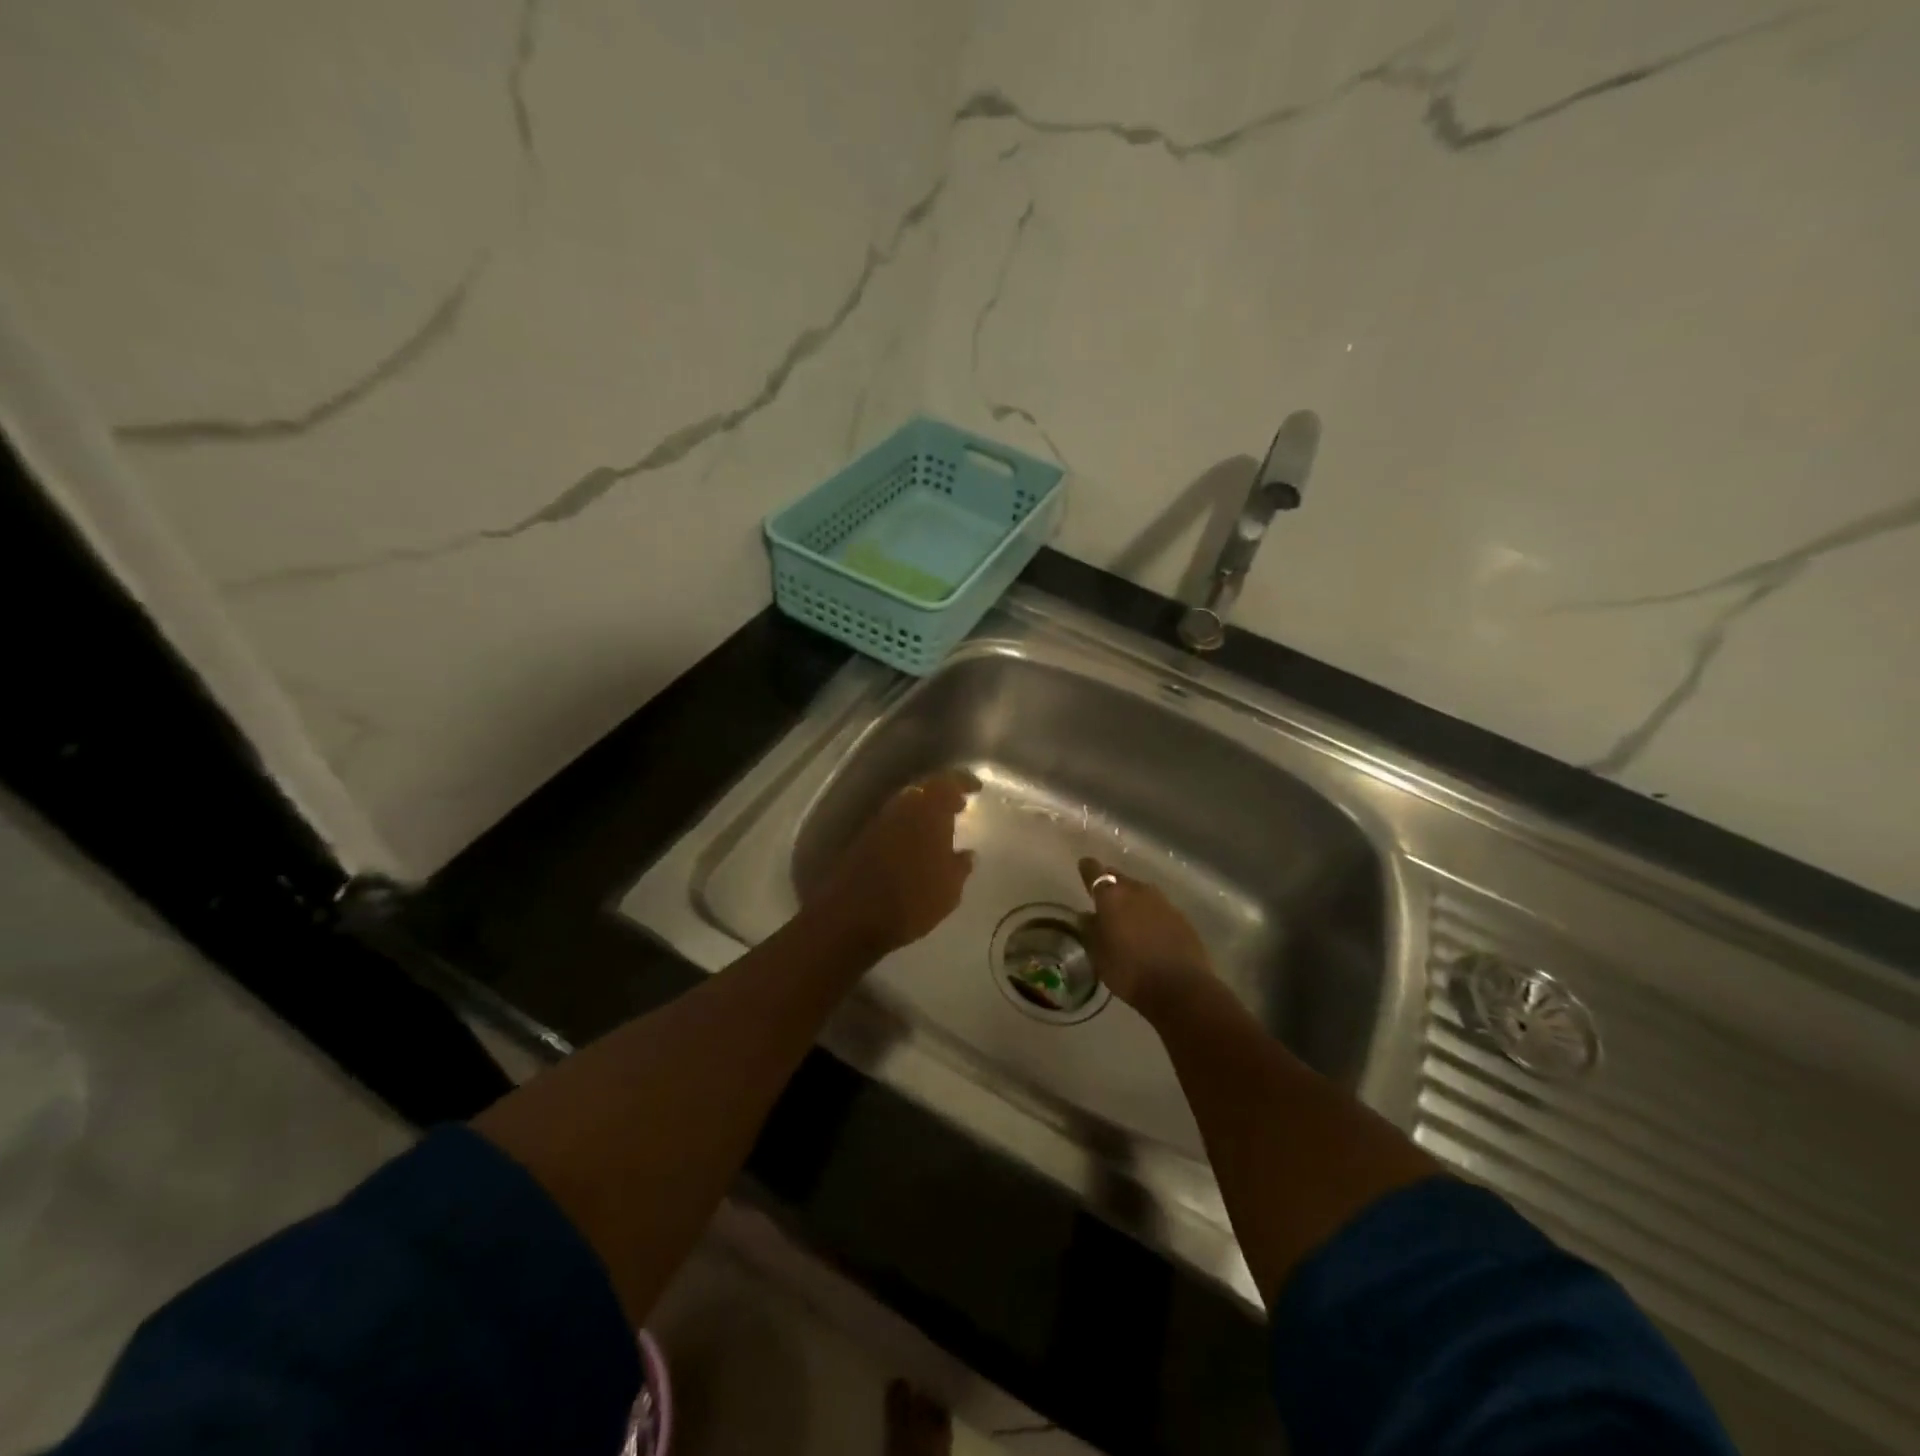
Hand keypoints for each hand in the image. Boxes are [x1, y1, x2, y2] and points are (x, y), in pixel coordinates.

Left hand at [812, 770, 979, 958]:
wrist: (853, 916)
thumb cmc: (913, 900)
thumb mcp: (949, 889)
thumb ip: (960, 866)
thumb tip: (967, 854)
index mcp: (929, 811)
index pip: (949, 782)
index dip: (964, 782)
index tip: (977, 788)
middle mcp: (903, 807)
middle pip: (925, 789)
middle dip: (943, 795)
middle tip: (959, 806)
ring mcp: (880, 822)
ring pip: (907, 805)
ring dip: (924, 811)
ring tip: (941, 827)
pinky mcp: (864, 839)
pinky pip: (894, 823)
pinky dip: (908, 826)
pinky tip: (917, 844)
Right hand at [1078, 858, 1212, 1018]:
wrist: (1180, 988)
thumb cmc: (1129, 971)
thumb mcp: (1099, 955)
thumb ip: (1091, 931)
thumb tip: (1088, 916)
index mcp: (1111, 896)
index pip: (1094, 872)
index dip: (1088, 869)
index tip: (1083, 865)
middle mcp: (1137, 890)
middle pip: (1119, 878)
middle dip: (1110, 884)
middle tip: (1103, 896)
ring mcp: (1162, 902)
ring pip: (1141, 892)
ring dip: (1132, 899)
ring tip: (1126, 915)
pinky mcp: (1181, 917)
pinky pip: (1159, 908)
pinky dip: (1150, 914)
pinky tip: (1149, 930)